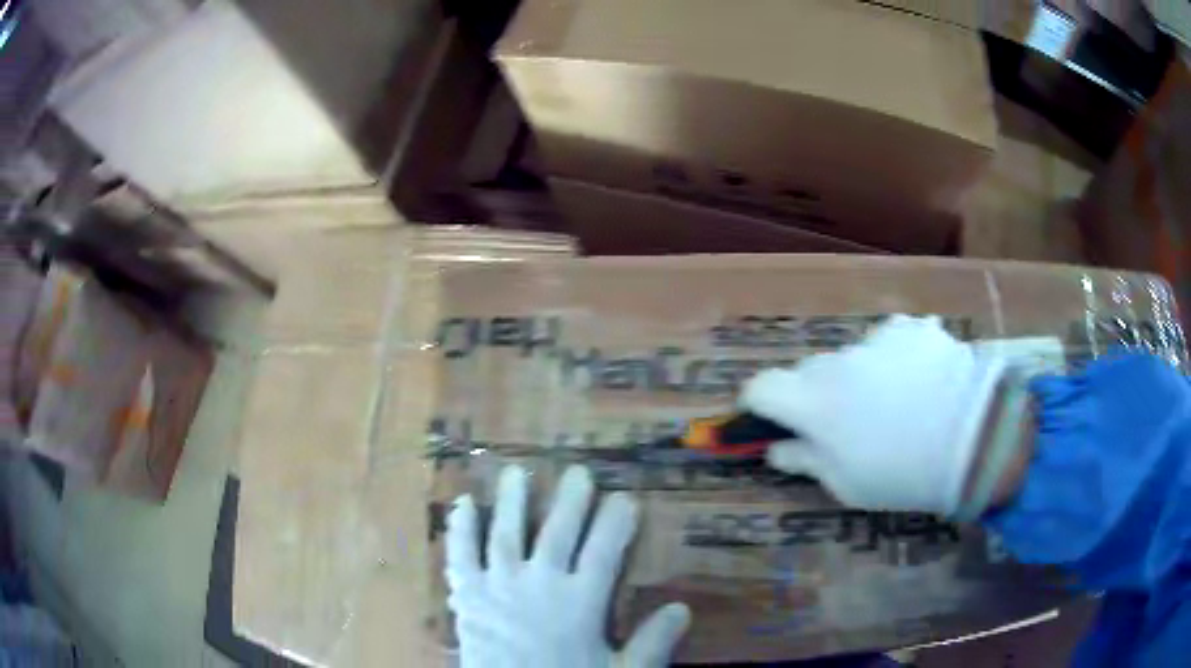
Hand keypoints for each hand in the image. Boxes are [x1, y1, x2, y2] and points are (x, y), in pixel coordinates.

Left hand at [446, 465, 690, 667]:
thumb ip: (652, 642)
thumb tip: (682, 608)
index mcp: (580, 601)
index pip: (605, 551)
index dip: (617, 522)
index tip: (626, 497)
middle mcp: (540, 582)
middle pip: (558, 532)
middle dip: (570, 500)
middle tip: (578, 471)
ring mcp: (499, 584)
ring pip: (507, 533)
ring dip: (513, 501)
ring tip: (516, 472)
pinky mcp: (467, 594)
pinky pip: (462, 554)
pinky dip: (461, 528)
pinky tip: (464, 503)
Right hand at [739, 315, 1007, 515]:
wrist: (974, 439)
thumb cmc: (901, 475)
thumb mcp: (846, 484)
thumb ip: (805, 461)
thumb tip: (776, 449)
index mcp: (813, 402)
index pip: (761, 387)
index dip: (760, 404)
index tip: (773, 422)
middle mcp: (837, 360)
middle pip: (808, 372)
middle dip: (816, 396)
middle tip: (847, 425)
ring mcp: (878, 339)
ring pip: (853, 356)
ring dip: (860, 377)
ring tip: (897, 404)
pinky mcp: (913, 328)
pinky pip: (893, 342)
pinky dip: (897, 359)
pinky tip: (923, 382)